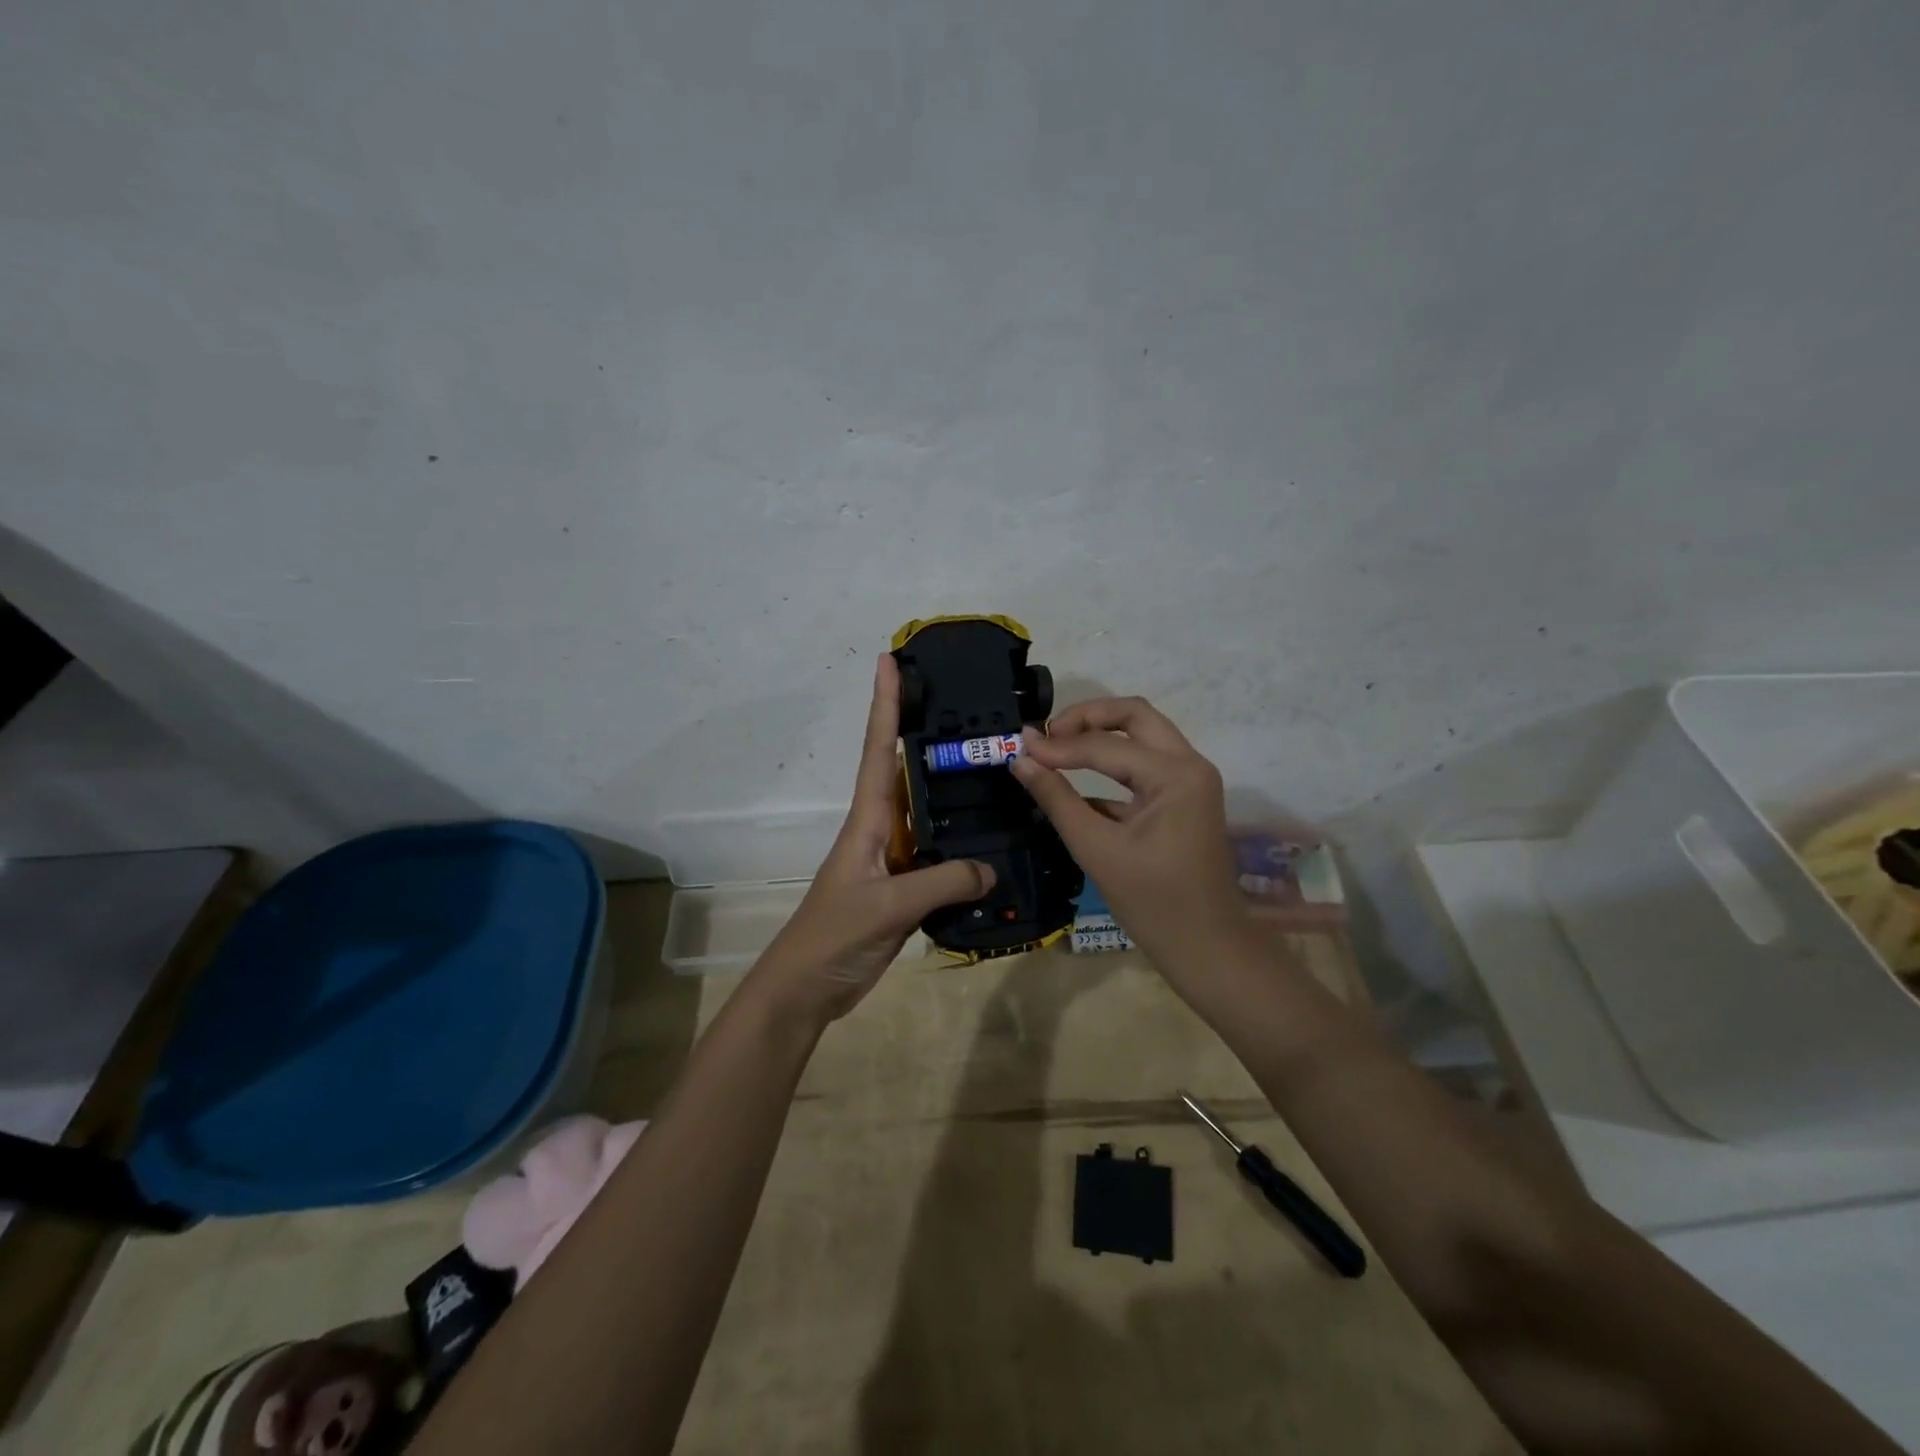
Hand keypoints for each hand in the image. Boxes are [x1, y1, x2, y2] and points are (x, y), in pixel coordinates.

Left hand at [749, 653, 995, 1026]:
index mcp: (867, 820)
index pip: (879, 750)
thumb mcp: (886, 906)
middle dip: (925, 732)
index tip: (890, 661)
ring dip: (950, 787)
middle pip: (906, 770)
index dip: (885, 705)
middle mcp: (881, 830)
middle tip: (964, 702)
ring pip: (928, 813)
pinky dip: (963, 843)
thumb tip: (992, 868)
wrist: (808, 989)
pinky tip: (992, 840)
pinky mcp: (906, 889)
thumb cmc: (832, 937)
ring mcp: (895, 859)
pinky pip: (940, 855)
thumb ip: (940, 883)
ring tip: (992, 760)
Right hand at [1011, 697, 1253, 989]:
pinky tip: (1074, 779)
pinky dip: (1110, 762)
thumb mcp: (1096, 849)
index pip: (1105, 745)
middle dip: (1086, 717)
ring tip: (1055, 747)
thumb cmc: (1153, 903)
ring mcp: (1190, 779)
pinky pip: (1144, 764)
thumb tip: (1021, 761)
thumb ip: (1057, 799)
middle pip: (1134, 715)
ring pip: (1141, 734)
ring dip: (1099, 734)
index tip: (1018, 747)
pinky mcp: (1183, 797)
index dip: (1058, 745)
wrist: (1207, 947)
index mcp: (1175, 774)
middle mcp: (1189, 764)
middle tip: (1046, 734)